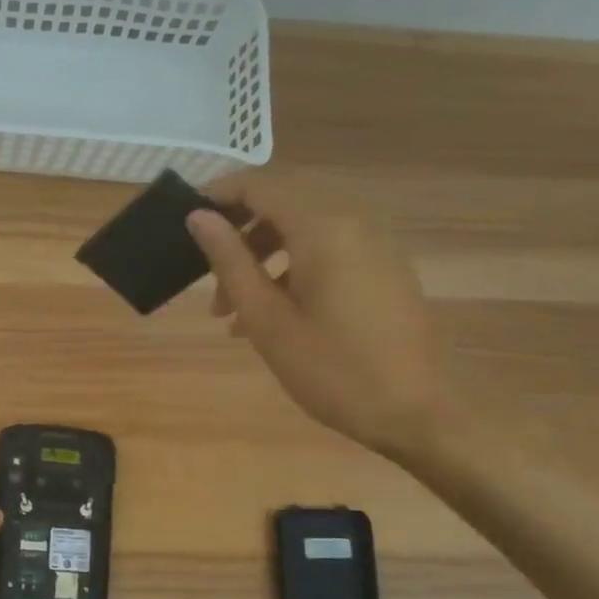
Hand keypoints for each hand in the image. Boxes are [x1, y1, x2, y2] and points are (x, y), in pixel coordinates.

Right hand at [187, 172, 451, 460]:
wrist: (415, 412)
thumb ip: (229, 260)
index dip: (217, 195)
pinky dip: (292, 268)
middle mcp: (353, 220)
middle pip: (280, 204)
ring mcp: (375, 242)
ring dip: (261, 257)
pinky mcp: (384, 266)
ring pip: (302, 229)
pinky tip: (271, 316)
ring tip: (230, 312)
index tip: (183, 221)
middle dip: (238, 234)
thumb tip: (198, 216)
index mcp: (323, 227)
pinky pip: (327, 249)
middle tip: (205, 276)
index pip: (259, 185)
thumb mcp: (266, 318)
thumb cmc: (330, 368)